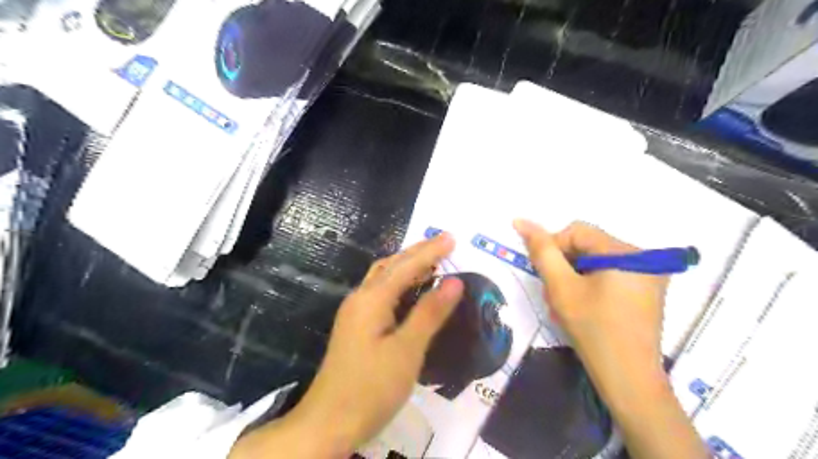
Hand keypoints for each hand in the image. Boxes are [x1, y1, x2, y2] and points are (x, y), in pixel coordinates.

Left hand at [230, 236, 461, 456]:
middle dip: (418, 252)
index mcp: (372, 299)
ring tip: (432, 260)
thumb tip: (454, 282)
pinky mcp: (357, 326)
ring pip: (384, 277)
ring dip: (407, 265)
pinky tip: (411, 290)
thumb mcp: (407, 350)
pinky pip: (381, 292)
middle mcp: (361, 298)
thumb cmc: (371, 387)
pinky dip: (400, 283)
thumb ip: (430, 313)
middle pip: (391, 265)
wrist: (329, 422)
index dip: (431, 251)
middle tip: (444, 242)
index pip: (406, 266)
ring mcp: (356, 312)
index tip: (452, 238)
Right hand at [513, 219, 666, 387]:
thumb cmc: (592, 329)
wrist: (628, 378)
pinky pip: (609, 273)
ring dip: (575, 275)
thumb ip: (542, 251)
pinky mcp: (647, 290)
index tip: (545, 276)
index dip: (553, 248)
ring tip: (568, 303)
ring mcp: (649, 274)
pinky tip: (585, 305)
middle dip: (565, 265)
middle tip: (555, 293)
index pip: (576, 231)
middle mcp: (644, 257)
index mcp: (626, 251)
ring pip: (596, 260)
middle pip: (588, 244)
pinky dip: (590, 283)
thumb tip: (521, 220)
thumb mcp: (561, 287)